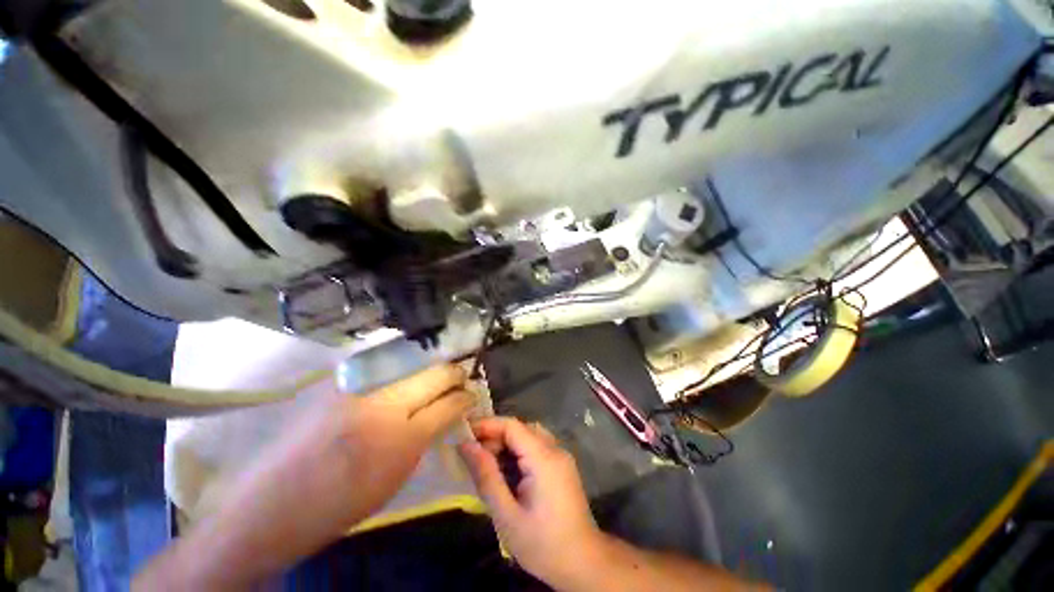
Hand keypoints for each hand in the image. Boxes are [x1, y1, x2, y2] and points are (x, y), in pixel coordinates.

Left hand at [137, 364, 474, 589]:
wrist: (270, 507)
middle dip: (454, 375)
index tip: (470, 394)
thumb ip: (425, 437)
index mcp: (401, 438)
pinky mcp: (338, 381)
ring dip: (429, 371)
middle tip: (459, 380)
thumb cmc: (339, 505)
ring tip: (434, 380)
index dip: (465, 395)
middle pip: (435, 372)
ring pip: (412, 364)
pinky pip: (384, 367)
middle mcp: (383, 402)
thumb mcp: (396, 477)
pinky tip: (402, 379)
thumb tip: (447, 411)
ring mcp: (358, 386)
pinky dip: (402, 371)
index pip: (449, 401)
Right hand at [458, 417, 602, 584]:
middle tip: (472, 455)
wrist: (584, 563)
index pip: (512, 426)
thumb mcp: (507, 515)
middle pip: (520, 429)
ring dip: (506, 444)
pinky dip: (519, 452)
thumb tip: (466, 446)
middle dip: (495, 436)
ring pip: (528, 436)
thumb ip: (486, 476)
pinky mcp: (562, 466)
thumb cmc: (543, 544)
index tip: (463, 434)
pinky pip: (537, 447)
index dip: (487, 425)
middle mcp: (555, 449)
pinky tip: (507, 471)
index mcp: (543, 458)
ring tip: (486, 463)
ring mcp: (561, 456)